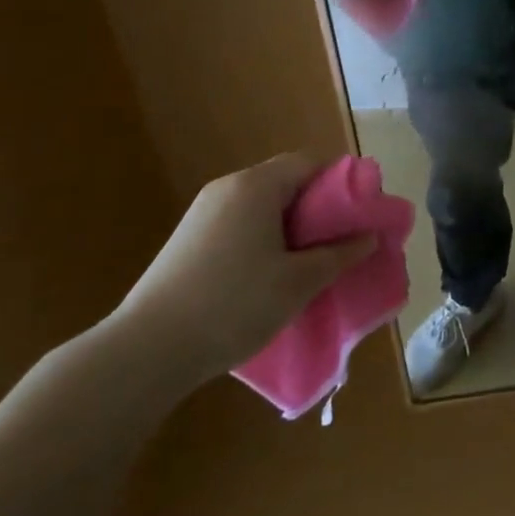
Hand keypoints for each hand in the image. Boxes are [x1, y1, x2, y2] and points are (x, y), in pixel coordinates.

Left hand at [113, 155, 375, 389]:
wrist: (146, 352)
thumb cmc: (234, 305)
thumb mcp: (299, 282)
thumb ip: (339, 255)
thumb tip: (368, 237)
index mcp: (256, 185)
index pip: (310, 162)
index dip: (340, 184)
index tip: (358, 216)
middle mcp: (227, 188)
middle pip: (285, 182)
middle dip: (316, 209)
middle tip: (336, 244)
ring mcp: (201, 214)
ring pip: (261, 207)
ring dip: (289, 228)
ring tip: (304, 266)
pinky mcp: (186, 242)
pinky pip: (238, 226)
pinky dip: (261, 241)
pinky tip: (265, 279)